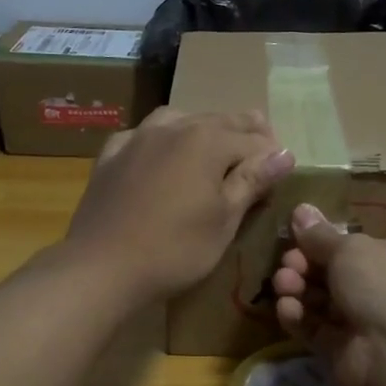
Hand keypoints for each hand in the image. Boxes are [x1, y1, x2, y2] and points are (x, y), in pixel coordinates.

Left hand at [63, 108, 294, 303]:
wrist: (101, 266)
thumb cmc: (174, 249)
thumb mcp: (224, 221)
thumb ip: (253, 182)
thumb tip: (284, 153)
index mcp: (208, 140)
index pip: (254, 141)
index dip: (271, 158)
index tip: (280, 176)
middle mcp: (174, 126)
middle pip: (220, 121)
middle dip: (245, 134)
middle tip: (259, 154)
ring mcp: (138, 137)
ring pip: (181, 119)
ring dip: (203, 129)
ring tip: (214, 148)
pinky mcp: (111, 155)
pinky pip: (144, 135)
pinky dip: (163, 139)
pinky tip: (162, 154)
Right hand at [271, 204, 385, 385]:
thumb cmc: (384, 284)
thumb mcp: (351, 249)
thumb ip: (320, 235)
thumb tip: (300, 210)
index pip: (361, 247)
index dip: (328, 241)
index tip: (299, 236)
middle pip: (336, 274)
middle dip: (306, 266)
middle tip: (288, 263)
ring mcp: (367, 324)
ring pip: (323, 302)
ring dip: (298, 289)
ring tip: (283, 284)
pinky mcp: (344, 352)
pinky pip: (317, 330)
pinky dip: (299, 318)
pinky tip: (286, 309)